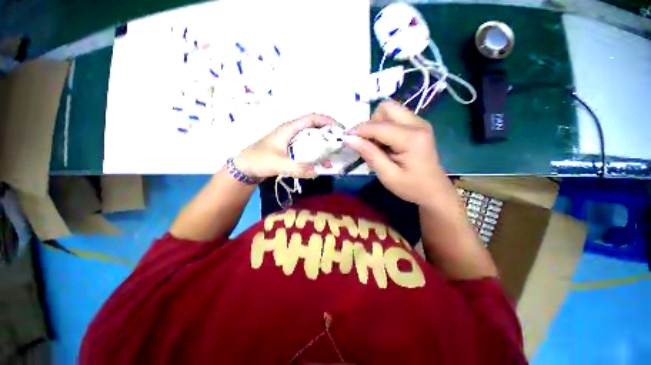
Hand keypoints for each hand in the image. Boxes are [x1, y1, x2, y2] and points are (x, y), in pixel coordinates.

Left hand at [234, 114, 336, 178]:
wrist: (245, 167)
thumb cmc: (259, 160)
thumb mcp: (278, 163)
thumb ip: (297, 168)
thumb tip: (317, 172)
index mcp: (289, 129)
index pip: (311, 118)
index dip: (326, 121)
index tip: (339, 129)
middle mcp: (292, 132)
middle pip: (314, 128)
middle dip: (328, 134)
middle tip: (339, 144)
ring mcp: (292, 141)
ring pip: (311, 139)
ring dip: (322, 146)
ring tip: (331, 156)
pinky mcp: (291, 150)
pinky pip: (307, 149)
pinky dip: (315, 154)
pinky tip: (319, 163)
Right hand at [345, 100, 447, 206]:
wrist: (434, 190)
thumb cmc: (412, 187)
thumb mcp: (387, 175)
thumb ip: (369, 154)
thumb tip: (349, 139)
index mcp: (412, 138)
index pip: (378, 126)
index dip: (359, 130)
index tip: (346, 138)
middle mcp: (418, 124)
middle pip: (386, 108)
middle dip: (372, 123)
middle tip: (369, 143)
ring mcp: (419, 123)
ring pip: (390, 110)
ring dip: (378, 125)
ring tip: (378, 146)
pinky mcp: (418, 126)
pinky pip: (395, 118)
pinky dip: (384, 128)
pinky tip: (386, 145)